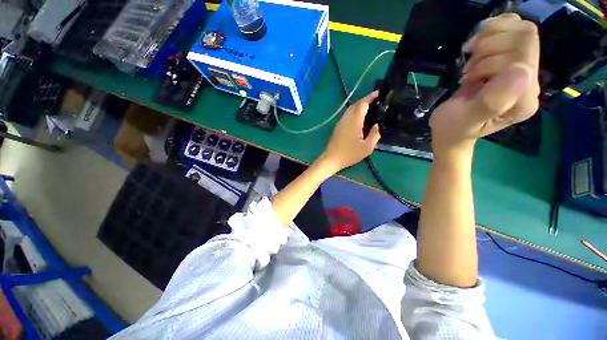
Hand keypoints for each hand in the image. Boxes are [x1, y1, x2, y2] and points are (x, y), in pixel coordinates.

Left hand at [319, 91, 380, 171]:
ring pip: (350, 109)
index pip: (363, 104)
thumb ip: (374, 135)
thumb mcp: (367, 147)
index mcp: (354, 121)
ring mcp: (340, 122)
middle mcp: (346, 118)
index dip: (370, 97)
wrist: (331, 159)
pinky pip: (347, 114)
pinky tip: (359, 117)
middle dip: (365, 99)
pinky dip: (354, 111)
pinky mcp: (338, 127)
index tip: (379, 92)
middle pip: (356, 104)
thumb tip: (376, 125)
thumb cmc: (349, 154)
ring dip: (359, 105)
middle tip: (376, 99)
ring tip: (369, 106)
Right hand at [429, 13, 539, 154]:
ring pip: (519, 29)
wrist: (451, 127)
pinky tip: (477, 46)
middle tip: (469, 68)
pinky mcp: (513, 59)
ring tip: (472, 60)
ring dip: (489, 39)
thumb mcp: (466, 119)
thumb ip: (492, 102)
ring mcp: (524, 69)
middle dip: (489, 48)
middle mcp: (530, 82)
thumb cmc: (453, 126)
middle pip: (524, 39)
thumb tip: (520, 70)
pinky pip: (513, 27)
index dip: (490, 61)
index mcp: (523, 100)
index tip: (467, 79)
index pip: (522, 59)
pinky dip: (492, 29)